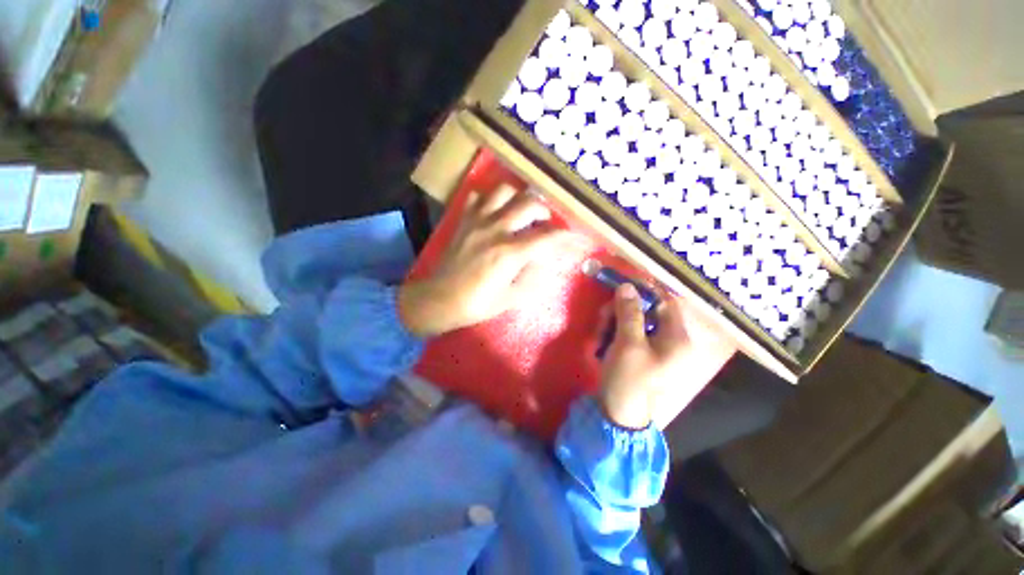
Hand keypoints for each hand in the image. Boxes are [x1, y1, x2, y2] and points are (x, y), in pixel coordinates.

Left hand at [398, 185, 572, 336]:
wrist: (439, 299)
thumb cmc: (477, 304)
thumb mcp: (511, 298)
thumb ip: (533, 277)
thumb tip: (547, 260)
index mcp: (510, 253)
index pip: (547, 237)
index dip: (566, 236)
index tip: (576, 236)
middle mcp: (496, 230)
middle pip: (529, 204)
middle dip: (544, 211)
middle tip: (546, 223)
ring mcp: (477, 221)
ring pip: (503, 191)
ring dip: (518, 197)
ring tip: (521, 210)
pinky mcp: (464, 220)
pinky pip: (477, 197)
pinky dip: (490, 199)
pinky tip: (495, 211)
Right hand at [599, 284, 736, 429]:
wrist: (619, 414)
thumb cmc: (629, 378)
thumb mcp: (628, 343)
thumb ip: (629, 312)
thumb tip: (627, 285)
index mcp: (677, 338)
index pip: (665, 302)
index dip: (644, 292)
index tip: (620, 287)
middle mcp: (671, 341)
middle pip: (646, 311)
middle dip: (621, 311)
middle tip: (602, 318)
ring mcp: (657, 349)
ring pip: (634, 321)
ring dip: (614, 323)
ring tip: (599, 336)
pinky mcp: (643, 355)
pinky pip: (629, 334)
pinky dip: (614, 334)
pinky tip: (602, 343)